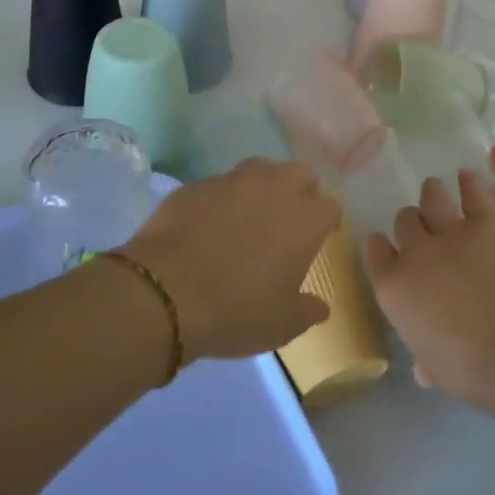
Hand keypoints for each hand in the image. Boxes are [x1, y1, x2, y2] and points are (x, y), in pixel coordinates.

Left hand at [121, 159, 339, 361]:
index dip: (326, 220)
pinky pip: (219, 183)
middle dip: (300, 190)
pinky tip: (210, 221)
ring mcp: (231, 182)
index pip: (330, 205)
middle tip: (288, 218)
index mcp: (303, 220)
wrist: (164, 293)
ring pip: (259, 169)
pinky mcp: (196, 185)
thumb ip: (307, 311)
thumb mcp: (281, 325)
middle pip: (299, 172)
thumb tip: (320, 307)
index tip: (319, 236)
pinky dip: (222, 198)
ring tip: (250, 213)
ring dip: (262, 186)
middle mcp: (273, 189)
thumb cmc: (236, 310)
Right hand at [364, 171, 494, 401]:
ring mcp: (450, 232)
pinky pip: (472, 192)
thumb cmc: (467, 369)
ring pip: (432, 197)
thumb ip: (424, 359)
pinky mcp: (487, 222)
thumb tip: (423, 369)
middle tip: (424, 229)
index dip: (382, 245)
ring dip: (432, 193)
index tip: (388, 246)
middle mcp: (415, 251)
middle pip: (404, 220)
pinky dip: (468, 183)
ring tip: (436, 191)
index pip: (375, 250)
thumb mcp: (434, 369)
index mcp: (393, 287)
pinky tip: (467, 177)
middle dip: (412, 223)